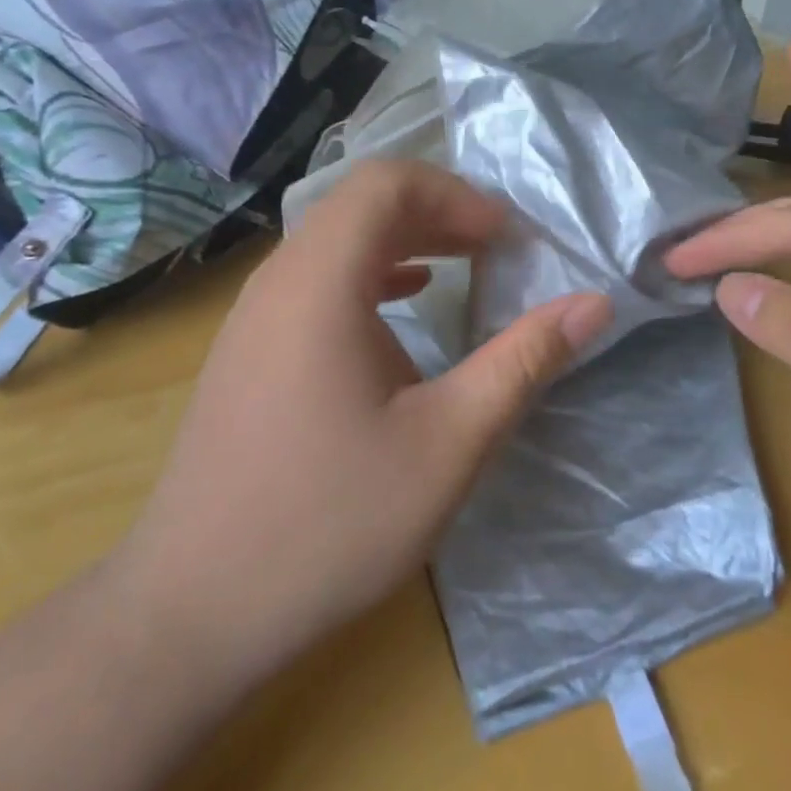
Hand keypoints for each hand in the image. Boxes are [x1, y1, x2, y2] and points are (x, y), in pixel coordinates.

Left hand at [113, 160, 611, 685]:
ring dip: (404, 242)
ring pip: (334, 242)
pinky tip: (404, 306)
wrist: (195, 607)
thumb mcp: (450, 442)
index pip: (385, 182)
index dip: (454, 195)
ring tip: (463, 267)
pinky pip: (314, 281)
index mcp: (320, 282)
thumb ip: (524, 361)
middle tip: (497, 250)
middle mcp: (277, 281)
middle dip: (437, 213)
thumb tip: (595, 304)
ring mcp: (252, 316)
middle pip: (359, 205)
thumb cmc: (331, 521)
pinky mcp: (247, 352)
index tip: (505, 239)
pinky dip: (369, 276)